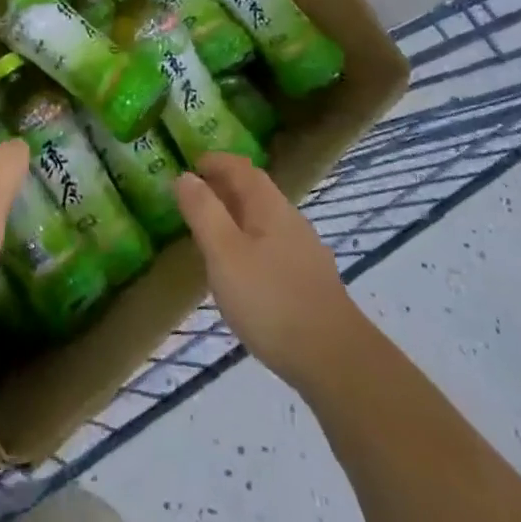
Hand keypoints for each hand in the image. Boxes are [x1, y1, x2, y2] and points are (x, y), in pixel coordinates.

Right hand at [176, 154, 366, 391]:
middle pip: (255, 192)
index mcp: (269, 207)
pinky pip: (273, 246)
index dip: (216, 161)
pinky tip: (242, 271)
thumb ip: (203, 212)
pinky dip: (250, 243)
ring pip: (265, 221)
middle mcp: (291, 221)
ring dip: (237, 217)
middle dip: (225, 187)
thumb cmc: (270, 300)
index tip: (191, 164)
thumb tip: (186, 175)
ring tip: (211, 233)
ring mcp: (305, 252)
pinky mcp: (310, 282)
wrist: (334, 360)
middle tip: (194, 196)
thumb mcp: (224, 254)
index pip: (242, 168)